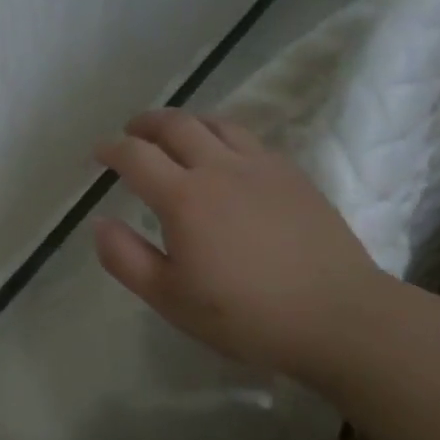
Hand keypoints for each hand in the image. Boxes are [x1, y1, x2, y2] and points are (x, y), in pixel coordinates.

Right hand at [92, 109, 389, 381]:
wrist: (340, 317)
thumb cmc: (246, 315)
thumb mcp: (170, 298)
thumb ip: (125, 258)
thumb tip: (100, 223)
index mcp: (184, 198)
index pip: (135, 155)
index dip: (111, 149)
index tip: (99, 154)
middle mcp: (219, 168)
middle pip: (175, 124)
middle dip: (145, 123)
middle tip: (131, 132)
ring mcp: (262, 167)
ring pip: (216, 123)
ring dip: (186, 122)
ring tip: (175, 135)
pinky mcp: (293, 175)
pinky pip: (249, 139)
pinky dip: (223, 135)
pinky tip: (225, 157)